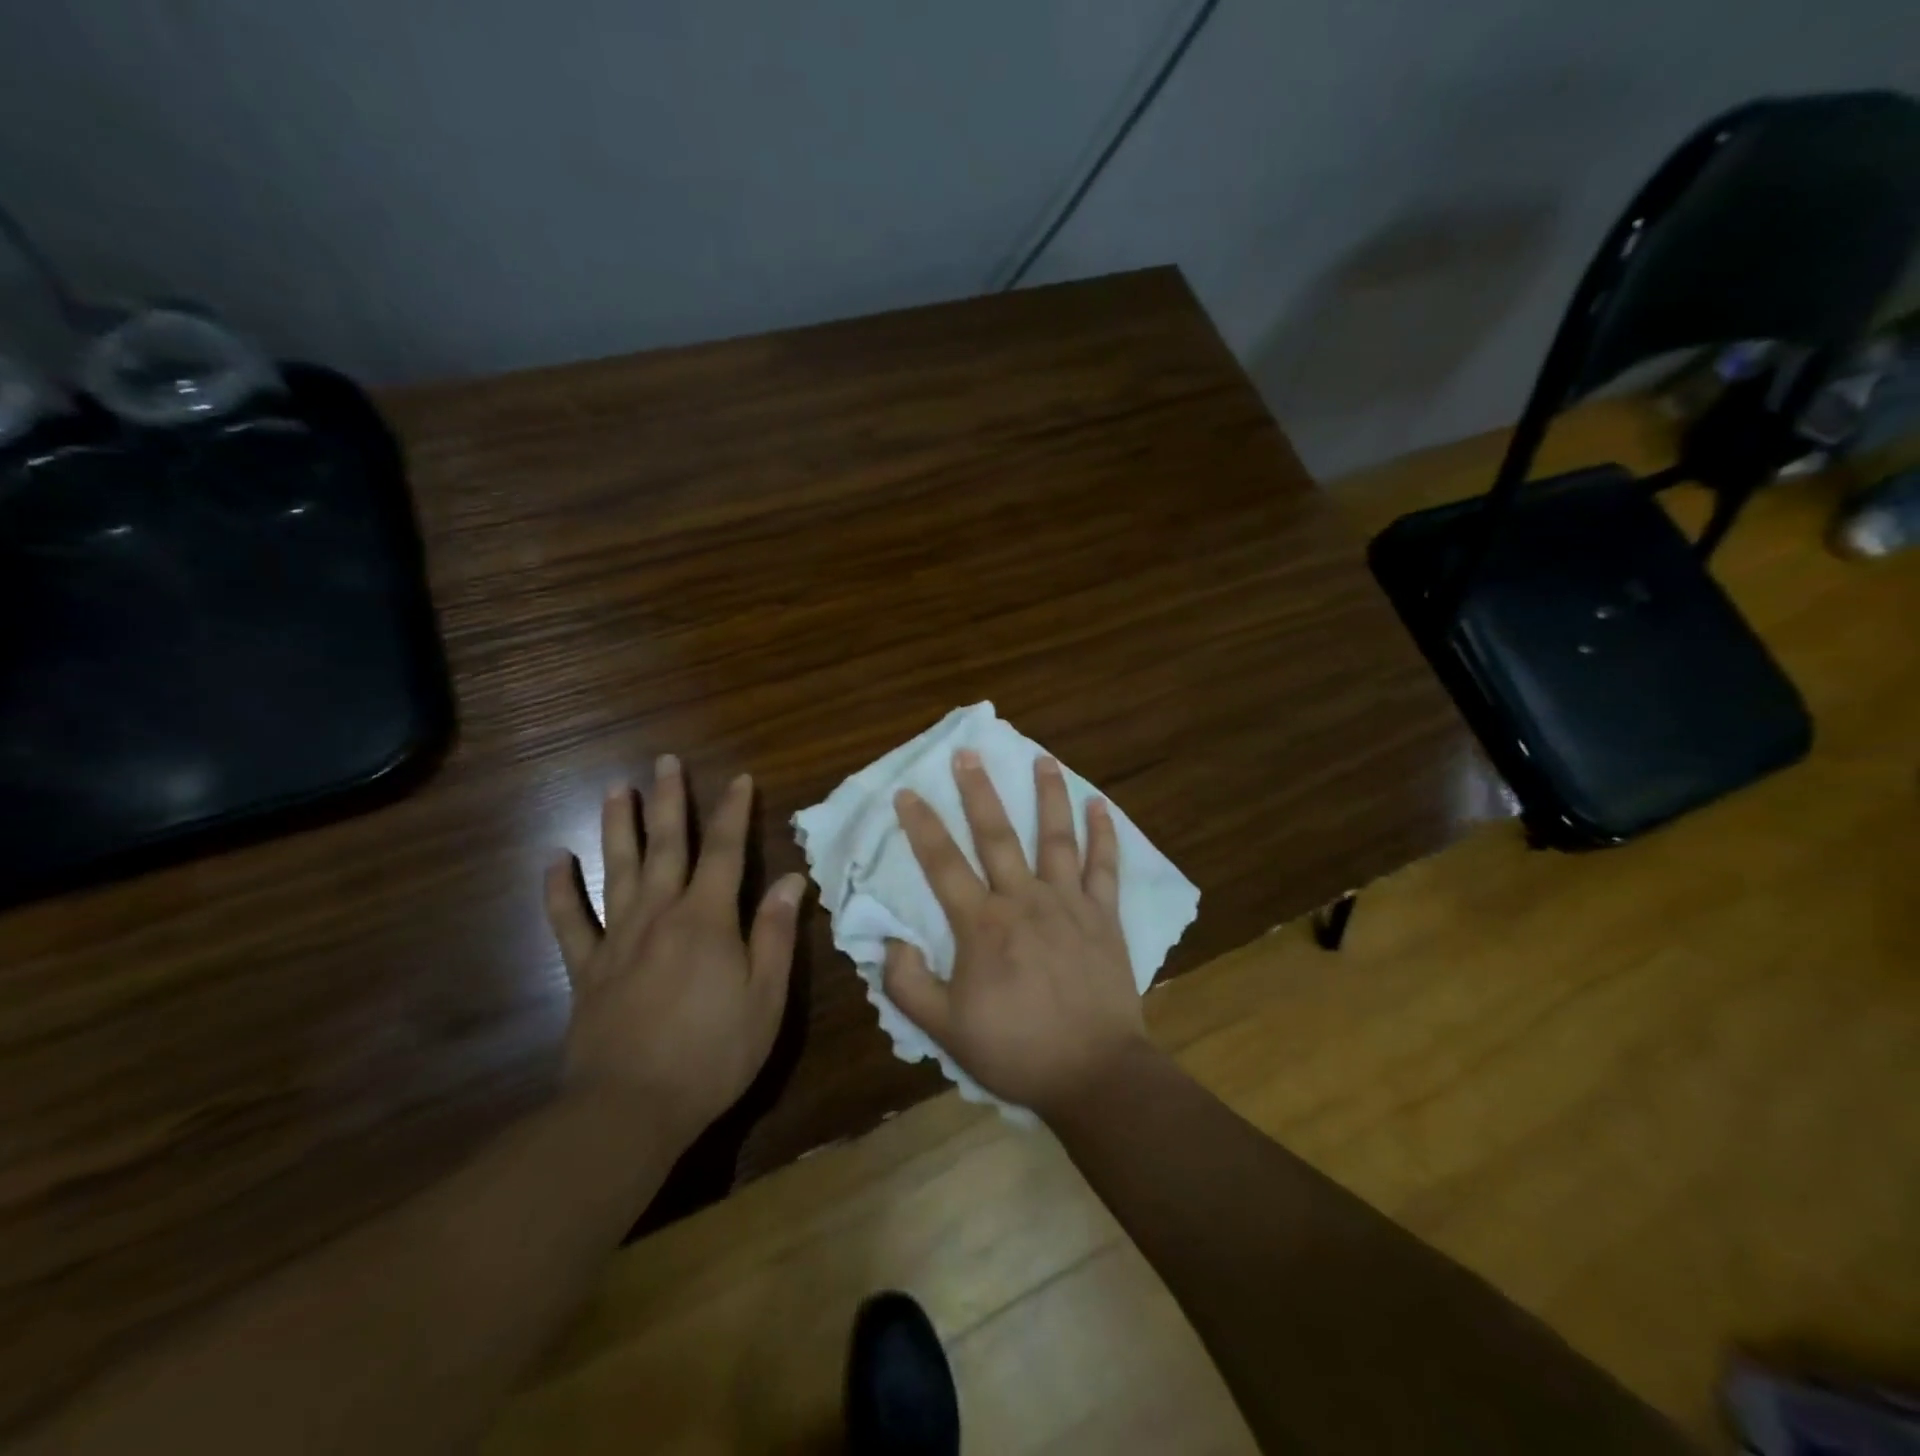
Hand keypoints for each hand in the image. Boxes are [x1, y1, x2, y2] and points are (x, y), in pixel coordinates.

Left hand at [544, 756, 805, 1147]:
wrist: (630, 1109)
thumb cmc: (714, 1053)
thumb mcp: (766, 997)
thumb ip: (777, 934)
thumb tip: (792, 879)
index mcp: (707, 919)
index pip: (726, 851)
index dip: (734, 812)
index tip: (739, 779)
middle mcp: (660, 914)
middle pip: (666, 846)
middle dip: (669, 801)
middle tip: (665, 761)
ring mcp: (618, 940)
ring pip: (617, 869)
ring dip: (617, 826)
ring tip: (616, 789)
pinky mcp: (586, 970)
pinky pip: (569, 922)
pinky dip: (559, 890)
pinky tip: (553, 860)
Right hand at [883, 750, 1149, 1117]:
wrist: (1094, 1073)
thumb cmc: (1016, 1050)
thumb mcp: (945, 1029)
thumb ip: (908, 984)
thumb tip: (890, 942)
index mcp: (982, 925)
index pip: (943, 864)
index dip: (922, 825)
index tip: (907, 791)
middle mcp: (1024, 901)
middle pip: (997, 835)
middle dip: (979, 791)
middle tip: (968, 753)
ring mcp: (1069, 904)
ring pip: (1056, 838)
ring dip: (1048, 795)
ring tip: (1042, 759)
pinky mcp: (1104, 916)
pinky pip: (1104, 867)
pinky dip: (1103, 834)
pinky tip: (1100, 805)